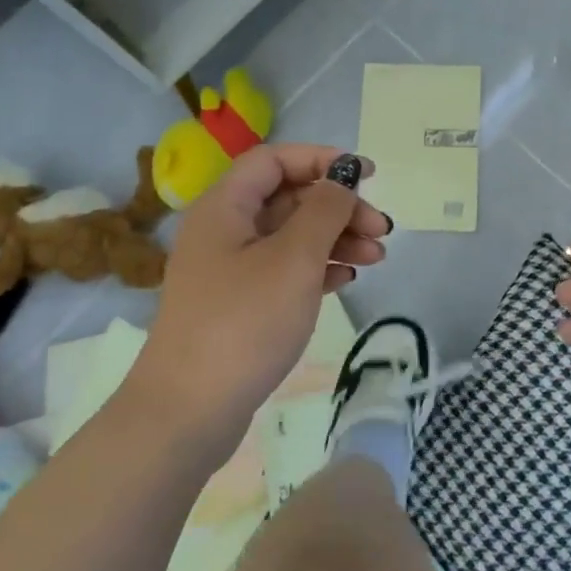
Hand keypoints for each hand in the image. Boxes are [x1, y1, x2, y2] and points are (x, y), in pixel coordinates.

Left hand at [129, 145, 389, 465]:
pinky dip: (319, 267)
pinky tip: (347, 278)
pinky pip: (285, 269)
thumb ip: (324, 211)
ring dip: (336, 238)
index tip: (367, 175)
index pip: (274, 160)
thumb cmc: (244, 323)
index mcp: (225, 207)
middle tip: (382, 230)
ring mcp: (230, 269)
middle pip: (288, 198)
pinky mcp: (239, 303)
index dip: (321, 159)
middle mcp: (224, 230)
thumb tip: (341, 179)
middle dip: (338, 207)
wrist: (188, 411)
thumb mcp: (294, 259)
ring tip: (377, 257)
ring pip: (291, 235)